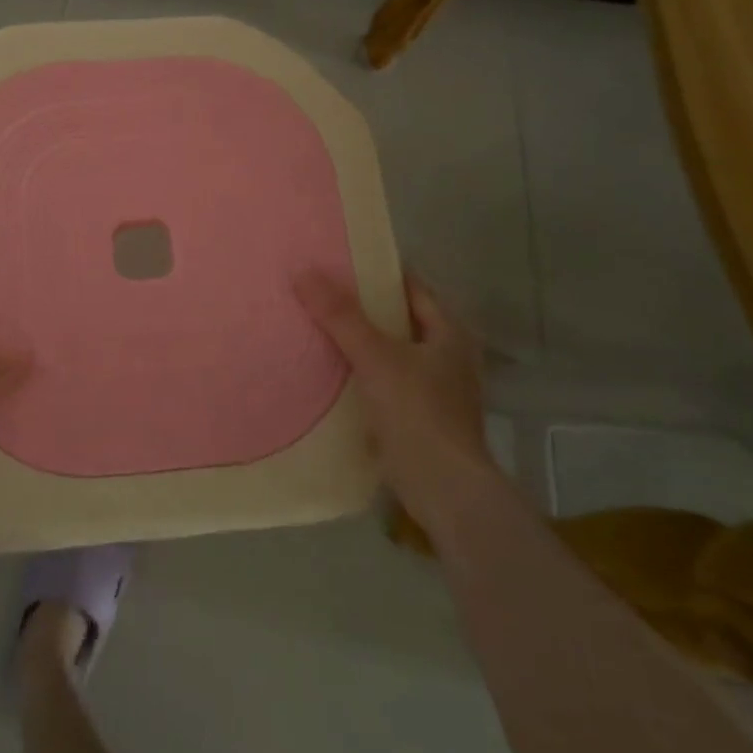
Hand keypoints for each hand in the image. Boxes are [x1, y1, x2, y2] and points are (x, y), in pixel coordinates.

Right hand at [295, 271, 488, 524]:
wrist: (444, 489)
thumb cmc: (418, 413)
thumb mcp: (375, 357)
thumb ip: (340, 316)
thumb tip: (303, 273)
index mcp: (449, 332)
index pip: (412, 287)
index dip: (378, 272)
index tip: (340, 262)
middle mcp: (448, 355)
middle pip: (400, 318)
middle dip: (363, 307)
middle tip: (320, 292)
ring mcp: (437, 388)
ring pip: (391, 351)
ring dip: (361, 341)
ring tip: (319, 326)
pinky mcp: (421, 417)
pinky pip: (386, 380)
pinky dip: (363, 372)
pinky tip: (332, 371)